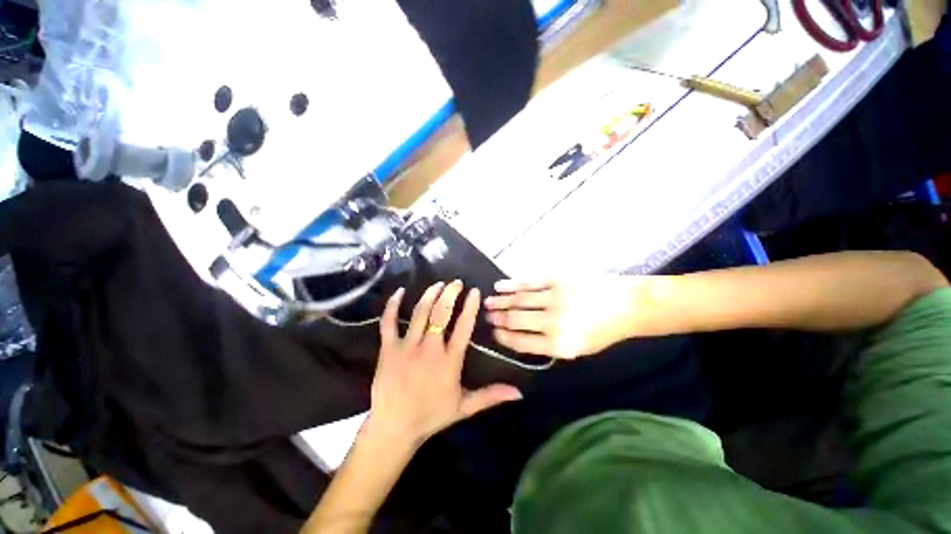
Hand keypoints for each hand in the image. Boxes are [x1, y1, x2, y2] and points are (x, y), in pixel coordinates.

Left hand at [366, 281, 522, 449]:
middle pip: (441, 313)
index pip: (463, 327)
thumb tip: (519, 393)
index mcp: (449, 361)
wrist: (394, 428)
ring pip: (419, 313)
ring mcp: (407, 347)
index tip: (475, 291)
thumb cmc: (431, 416)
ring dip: (429, 295)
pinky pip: (388, 322)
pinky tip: (399, 292)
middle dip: (450, 294)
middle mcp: (429, 349)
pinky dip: (393, 306)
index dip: (470, 307)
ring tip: (438, 284)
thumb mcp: (465, 407)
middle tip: (456, 282)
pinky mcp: (388, 349)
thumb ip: (491, 396)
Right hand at [484, 277, 641, 358]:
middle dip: (497, 318)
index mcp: (559, 345)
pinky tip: (500, 285)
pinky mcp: (557, 279)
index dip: (504, 337)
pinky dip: (512, 284)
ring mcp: (554, 297)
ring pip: (518, 299)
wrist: (629, 305)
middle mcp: (553, 322)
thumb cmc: (604, 331)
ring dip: (500, 301)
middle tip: (486, 316)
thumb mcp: (579, 349)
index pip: (521, 342)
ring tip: (487, 302)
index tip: (494, 333)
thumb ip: (550, 345)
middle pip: (516, 319)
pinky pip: (529, 282)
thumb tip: (522, 336)